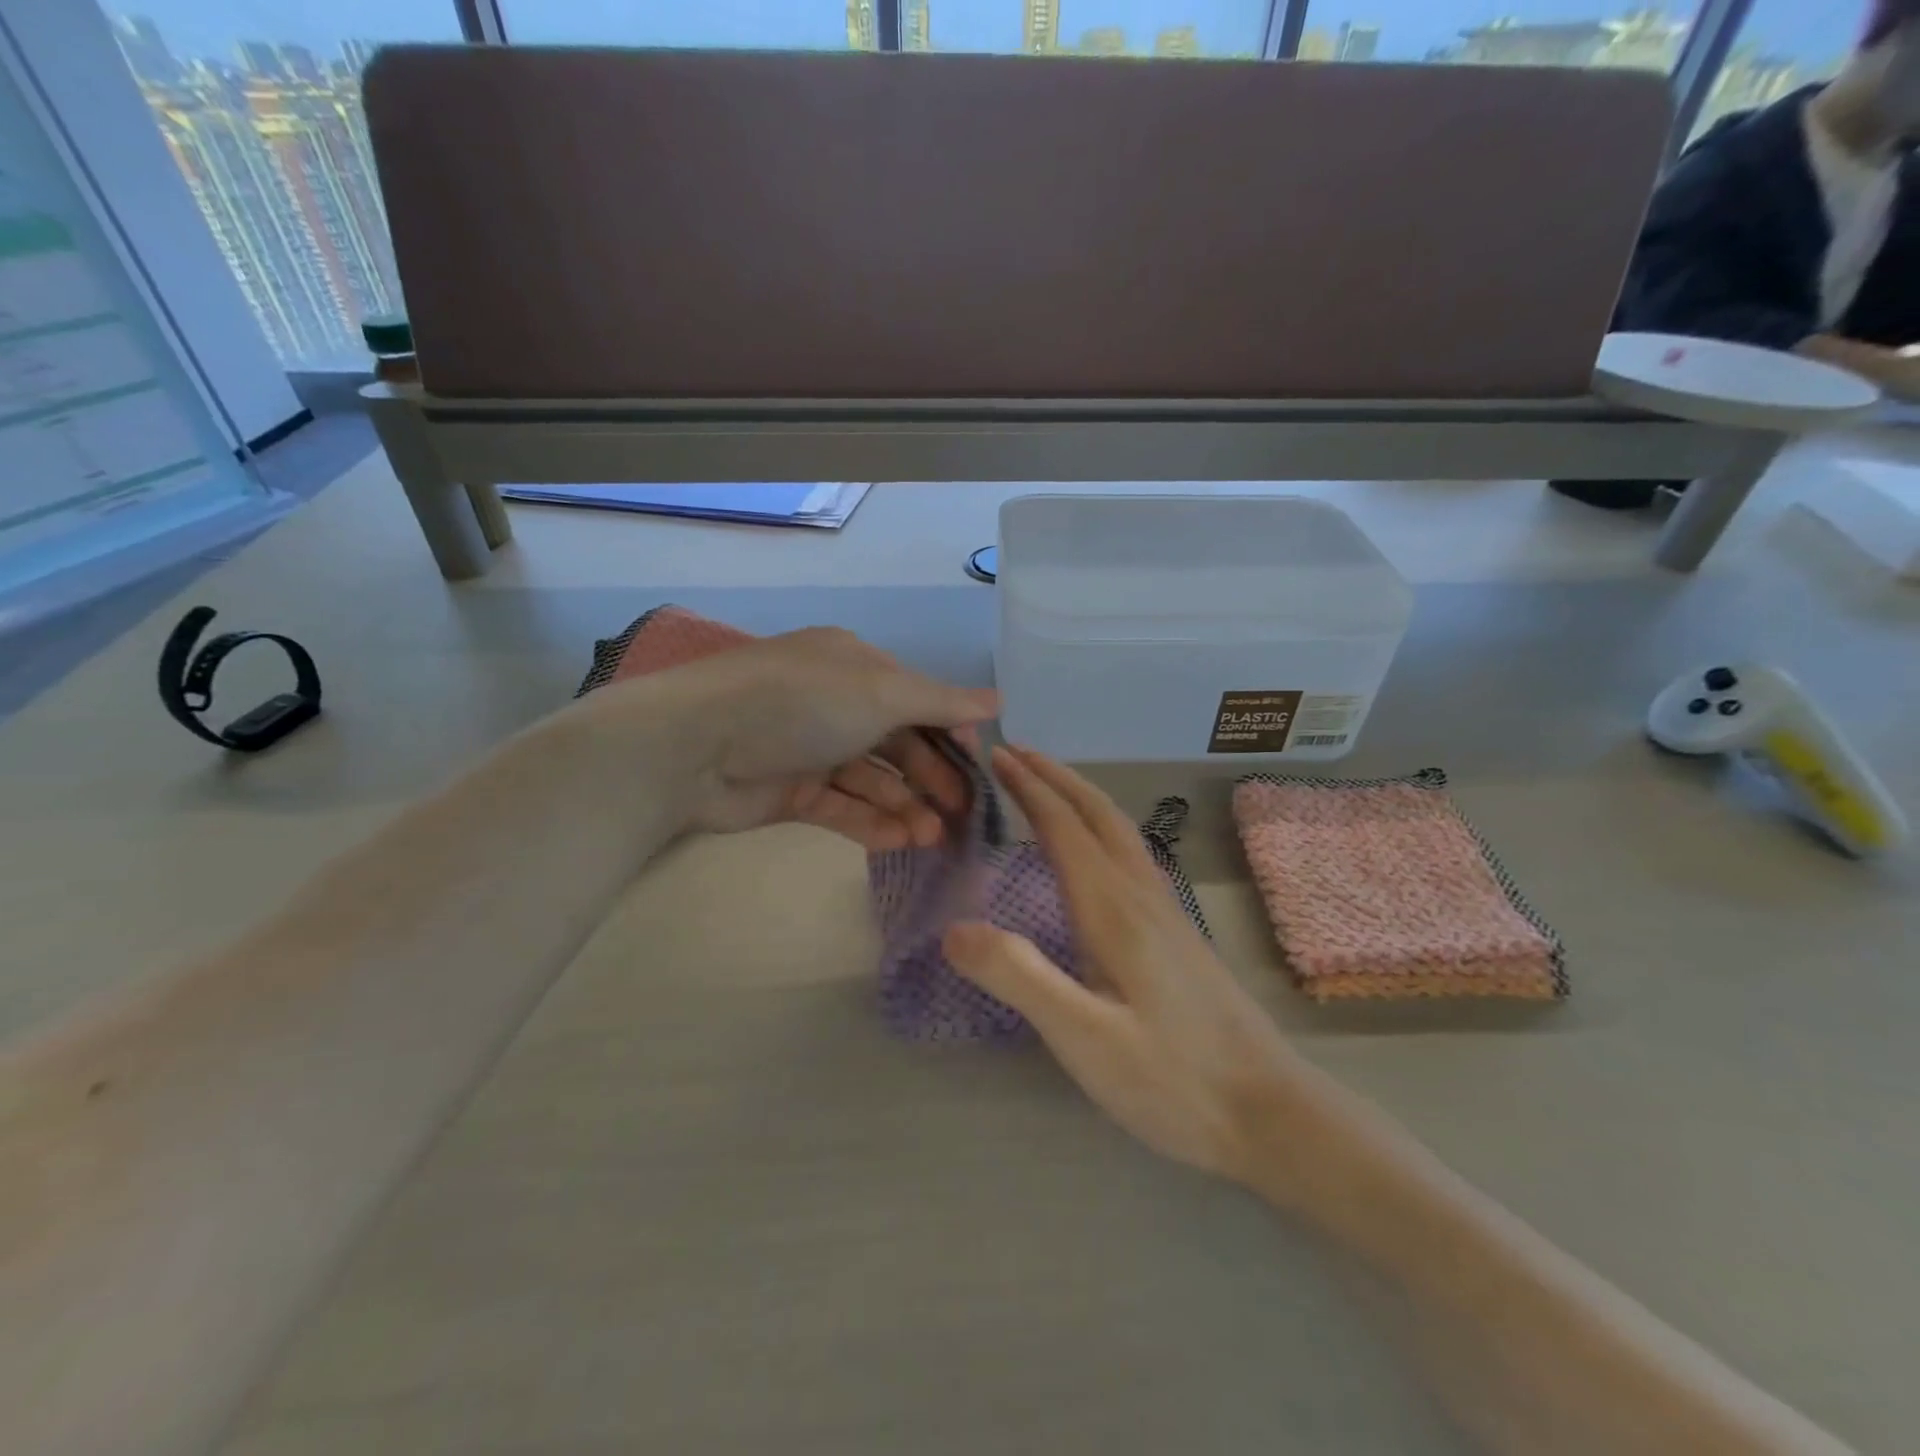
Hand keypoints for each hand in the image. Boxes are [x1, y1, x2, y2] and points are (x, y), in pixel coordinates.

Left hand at [623, 627, 998, 850]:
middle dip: (932, 777)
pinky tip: (901, 842)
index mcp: (855, 666)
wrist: (695, 746)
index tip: (978, 767)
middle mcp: (835, 704)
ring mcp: (811, 749)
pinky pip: (841, 807)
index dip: (950, 733)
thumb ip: (940, 703)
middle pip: (898, 743)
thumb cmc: (802, 703)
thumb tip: (999, 700)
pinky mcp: (791, 791)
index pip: (917, 699)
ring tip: (934, 838)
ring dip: (906, 806)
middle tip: (964, 814)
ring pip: (872, 780)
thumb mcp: (880, 692)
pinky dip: (871, 823)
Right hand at [941, 746, 1296, 1182]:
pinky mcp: (1179, 934)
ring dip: (1080, 797)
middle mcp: (1142, 895)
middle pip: (1097, 815)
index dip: (1028, 789)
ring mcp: (1167, 912)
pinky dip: (1100, 828)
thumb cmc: (1173, 1079)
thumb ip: (1020, 978)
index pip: (1063, 828)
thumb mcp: (1085, 1038)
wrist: (1271, 1113)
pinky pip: (1131, 854)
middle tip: (1017, 753)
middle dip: (1055, 778)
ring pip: (1119, 831)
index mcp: (1113, 908)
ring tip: (1049, 786)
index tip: (997, 758)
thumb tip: (953, 929)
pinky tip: (1097, 853)